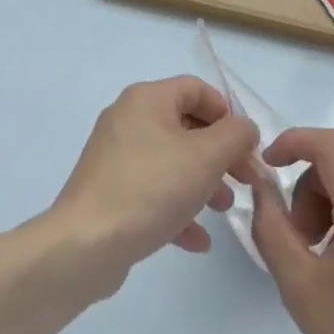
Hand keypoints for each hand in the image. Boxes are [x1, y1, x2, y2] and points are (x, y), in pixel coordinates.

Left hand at [50, 76, 258, 277]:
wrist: (86, 244)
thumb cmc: (151, 188)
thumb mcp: (206, 156)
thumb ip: (236, 135)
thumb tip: (244, 128)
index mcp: (147, 99)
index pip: (196, 89)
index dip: (227, 113)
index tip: (247, 146)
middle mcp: (128, 119)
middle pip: (186, 126)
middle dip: (220, 154)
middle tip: (245, 181)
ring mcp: (115, 157)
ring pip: (171, 161)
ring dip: (203, 182)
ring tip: (223, 209)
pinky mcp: (109, 192)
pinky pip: (152, 192)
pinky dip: (177, 209)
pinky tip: (198, 240)